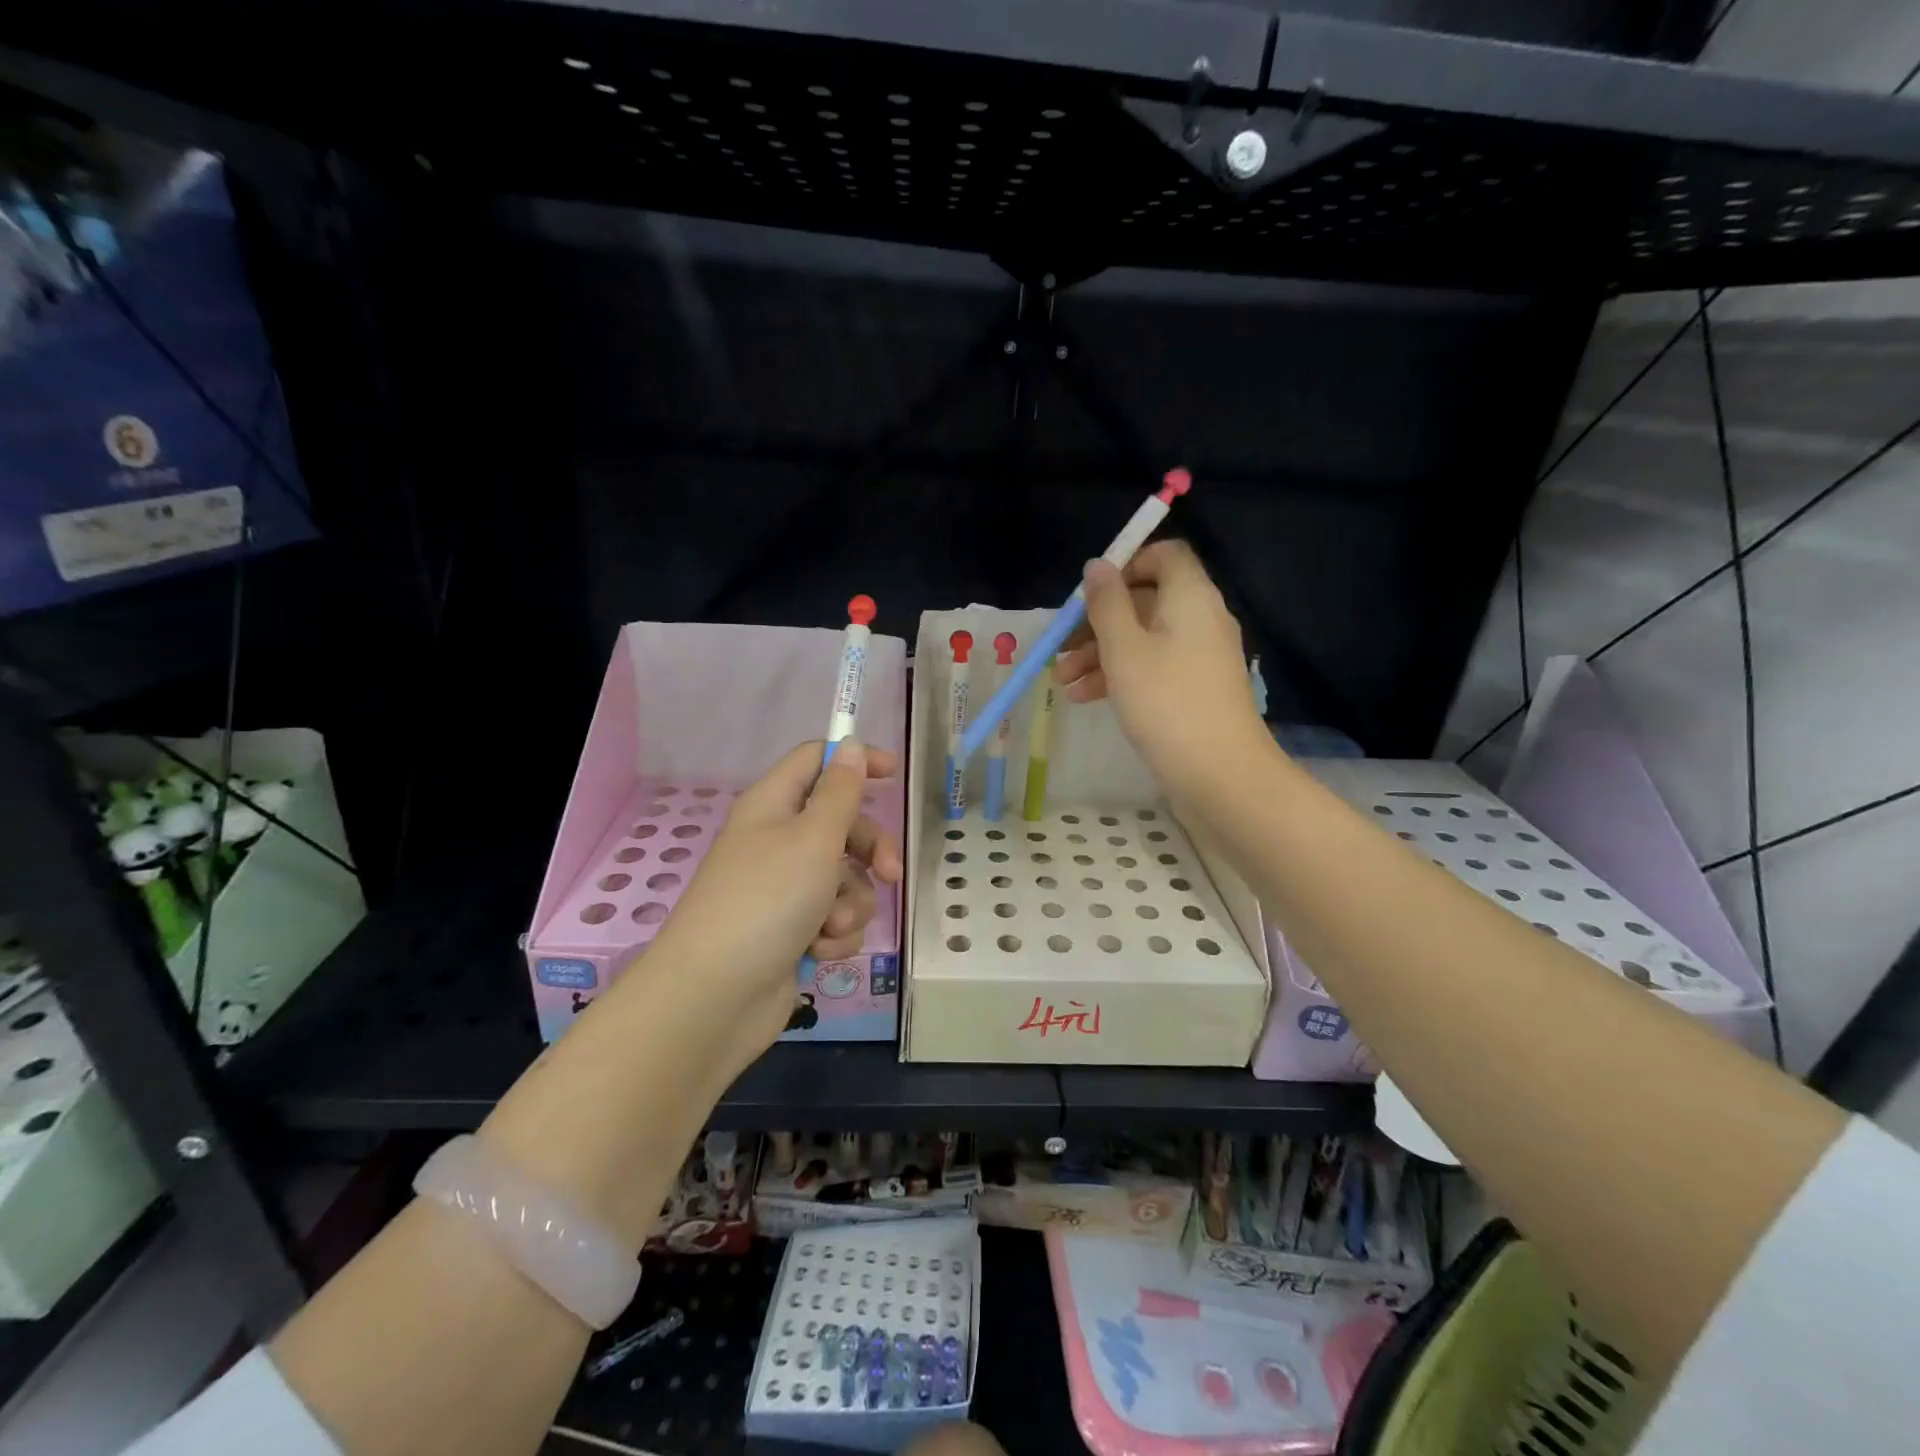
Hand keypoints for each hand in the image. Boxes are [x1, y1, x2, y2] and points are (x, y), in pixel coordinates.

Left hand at [644, 740, 902, 1072]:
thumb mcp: (813, 838)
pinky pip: (834, 918)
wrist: (716, 996)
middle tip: (890, 872)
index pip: (815, 761)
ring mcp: (783, 890)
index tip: (894, 773)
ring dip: (851, 903)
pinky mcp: (792, 931)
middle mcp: (777, 842)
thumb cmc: (766, 901)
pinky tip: (819, 951)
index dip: (853, 760)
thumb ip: (840, 792)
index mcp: (772, 806)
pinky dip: (834, 934)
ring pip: (844, 879)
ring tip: (831, 925)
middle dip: (870, 850)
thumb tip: (847, 744)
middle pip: (841, 825)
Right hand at [1053, 541, 1267, 796]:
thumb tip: (1098, 565)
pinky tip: (1082, 697)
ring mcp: (1199, 657)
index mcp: (1190, 597)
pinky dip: (1119, 676)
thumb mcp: (1124, 649)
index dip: (1125, 565)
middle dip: (1097, 621)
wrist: (1219, 774)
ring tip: (1061, 681)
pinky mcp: (1193, 690)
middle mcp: (1200, 619)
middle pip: (1145, 601)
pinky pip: (1152, 668)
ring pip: (1142, 639)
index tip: (1089, 594)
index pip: (1165, 555)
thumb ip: (1106, 603)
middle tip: (1061, 647)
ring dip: (1099, 654)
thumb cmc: (1166, 702)